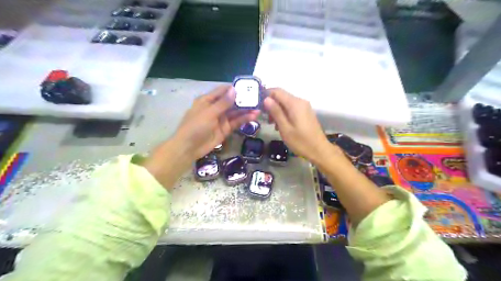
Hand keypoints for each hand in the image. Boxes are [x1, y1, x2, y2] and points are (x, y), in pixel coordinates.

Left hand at [175, 85, 259, 161]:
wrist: (189, 147)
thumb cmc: (196, 126)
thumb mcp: (209, 112)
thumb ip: (223, 103)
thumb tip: (234, 89)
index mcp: (208, 100)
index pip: (223, 91)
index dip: (234, 88)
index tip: (248, 86)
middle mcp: (215, 108)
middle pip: (231, 101)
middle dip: (243, 99)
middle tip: (258, 97)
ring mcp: (221, 119)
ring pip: (235, 112)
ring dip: (246, 110)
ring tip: (259, 106)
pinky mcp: (226, 129)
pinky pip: (236, 122)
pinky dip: (244, 119)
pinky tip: (254, 116)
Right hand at [262, 86, 331, 161]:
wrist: (319, 150)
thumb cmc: (300, 141)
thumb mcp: (285, 128)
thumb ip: (276, 112)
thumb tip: (266, 99)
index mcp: (295, 103)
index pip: (277, 91)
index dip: (266, 95)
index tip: (258, 105)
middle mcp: (300, 101)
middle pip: (281, 96)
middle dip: (271, 105)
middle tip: (266, 118)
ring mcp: (304, 106)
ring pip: (286, 103)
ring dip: (277, 111)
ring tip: (273, 124)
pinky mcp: (305, 112)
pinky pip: (291, 108)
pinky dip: (284, 114)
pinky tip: (281, 125)